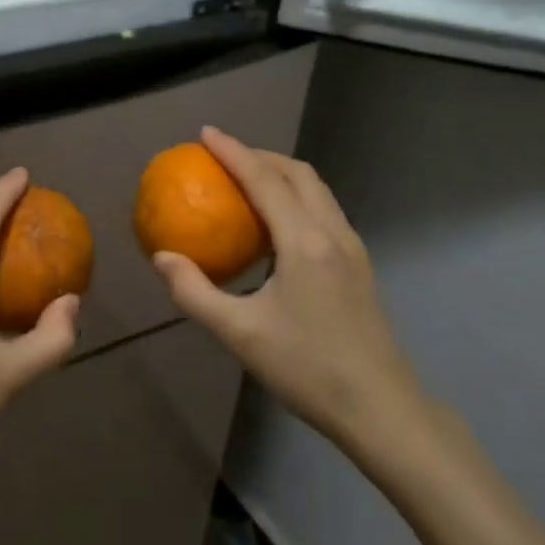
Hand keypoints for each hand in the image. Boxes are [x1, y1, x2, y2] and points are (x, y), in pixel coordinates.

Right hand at [151, 127, 437, 476]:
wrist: (382, 410)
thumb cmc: (308, 370)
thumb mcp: (240, 334)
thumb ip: (195, 293)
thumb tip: (162, 258)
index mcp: (304, 242)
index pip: (264, 179)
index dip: (233, 151)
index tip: (205, 134)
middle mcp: (332, 233)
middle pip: (298, 173)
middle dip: (260, 155)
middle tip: (224, 157)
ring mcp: (352, 248)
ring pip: (317, 189)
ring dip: (282, 174)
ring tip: (248, 181)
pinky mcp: (359, 265)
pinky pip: (324, 210)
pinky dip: (296, 197)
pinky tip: (276, 225)